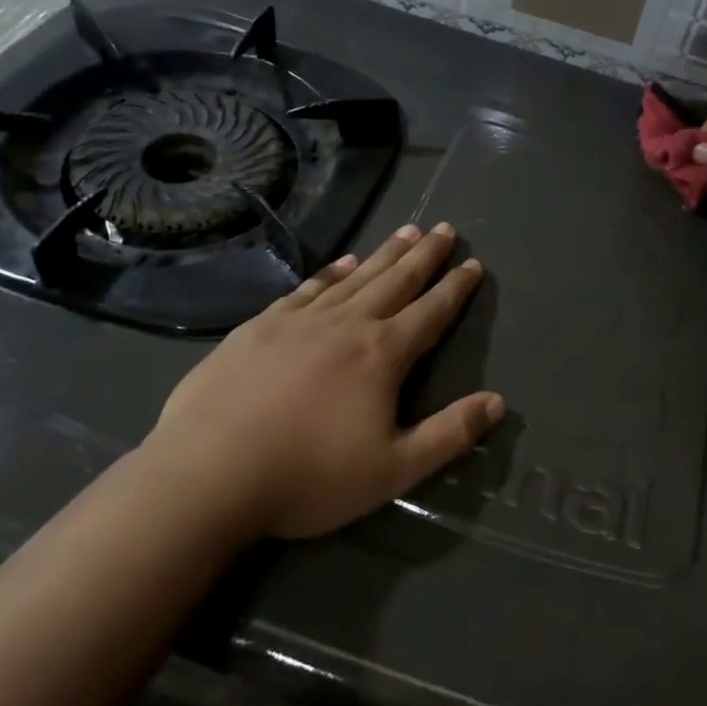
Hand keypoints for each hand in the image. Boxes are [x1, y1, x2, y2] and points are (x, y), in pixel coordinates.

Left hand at [145, 223, 502, 540]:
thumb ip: (449, 434)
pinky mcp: (261, 326)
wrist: (209, 474)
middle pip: (396, 280)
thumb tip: (497, 402)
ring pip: (355, 276)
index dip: (456, 287)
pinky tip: (342, 262)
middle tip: (444, 228)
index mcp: (382, 354)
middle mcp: (347, 324)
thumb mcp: (394, 471)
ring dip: (384, 253)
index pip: (431, 312)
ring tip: (406, 231)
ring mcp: (301, 320)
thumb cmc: (309, 477)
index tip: (473, 262)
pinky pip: (307, 288)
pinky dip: (331, 271)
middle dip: (425, 255)